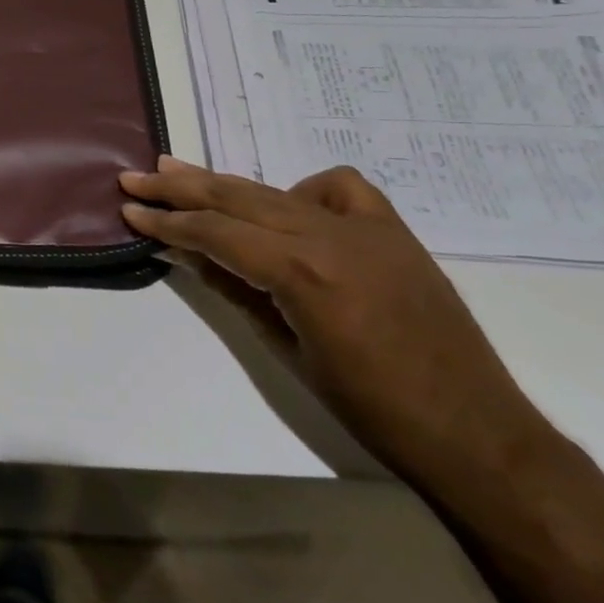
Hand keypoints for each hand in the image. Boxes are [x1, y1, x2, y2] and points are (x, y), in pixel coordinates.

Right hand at [119, 157, 549, 490]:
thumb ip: (232, 289)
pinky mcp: (394, 233)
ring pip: (276, 190)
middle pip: (237, 198)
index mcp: (301, 271)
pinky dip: (302, 190)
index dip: (166, 221)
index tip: (129, 210)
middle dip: (180, 187)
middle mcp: (331, 236)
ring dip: (224, 183)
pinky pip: (340, 190)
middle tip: (136, 177)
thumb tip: (184, 251)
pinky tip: (284, 206)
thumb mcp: (282, 347)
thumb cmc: (368, 406)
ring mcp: (368, 230)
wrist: (474, 431)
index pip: (214, 231)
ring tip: (178, 170)